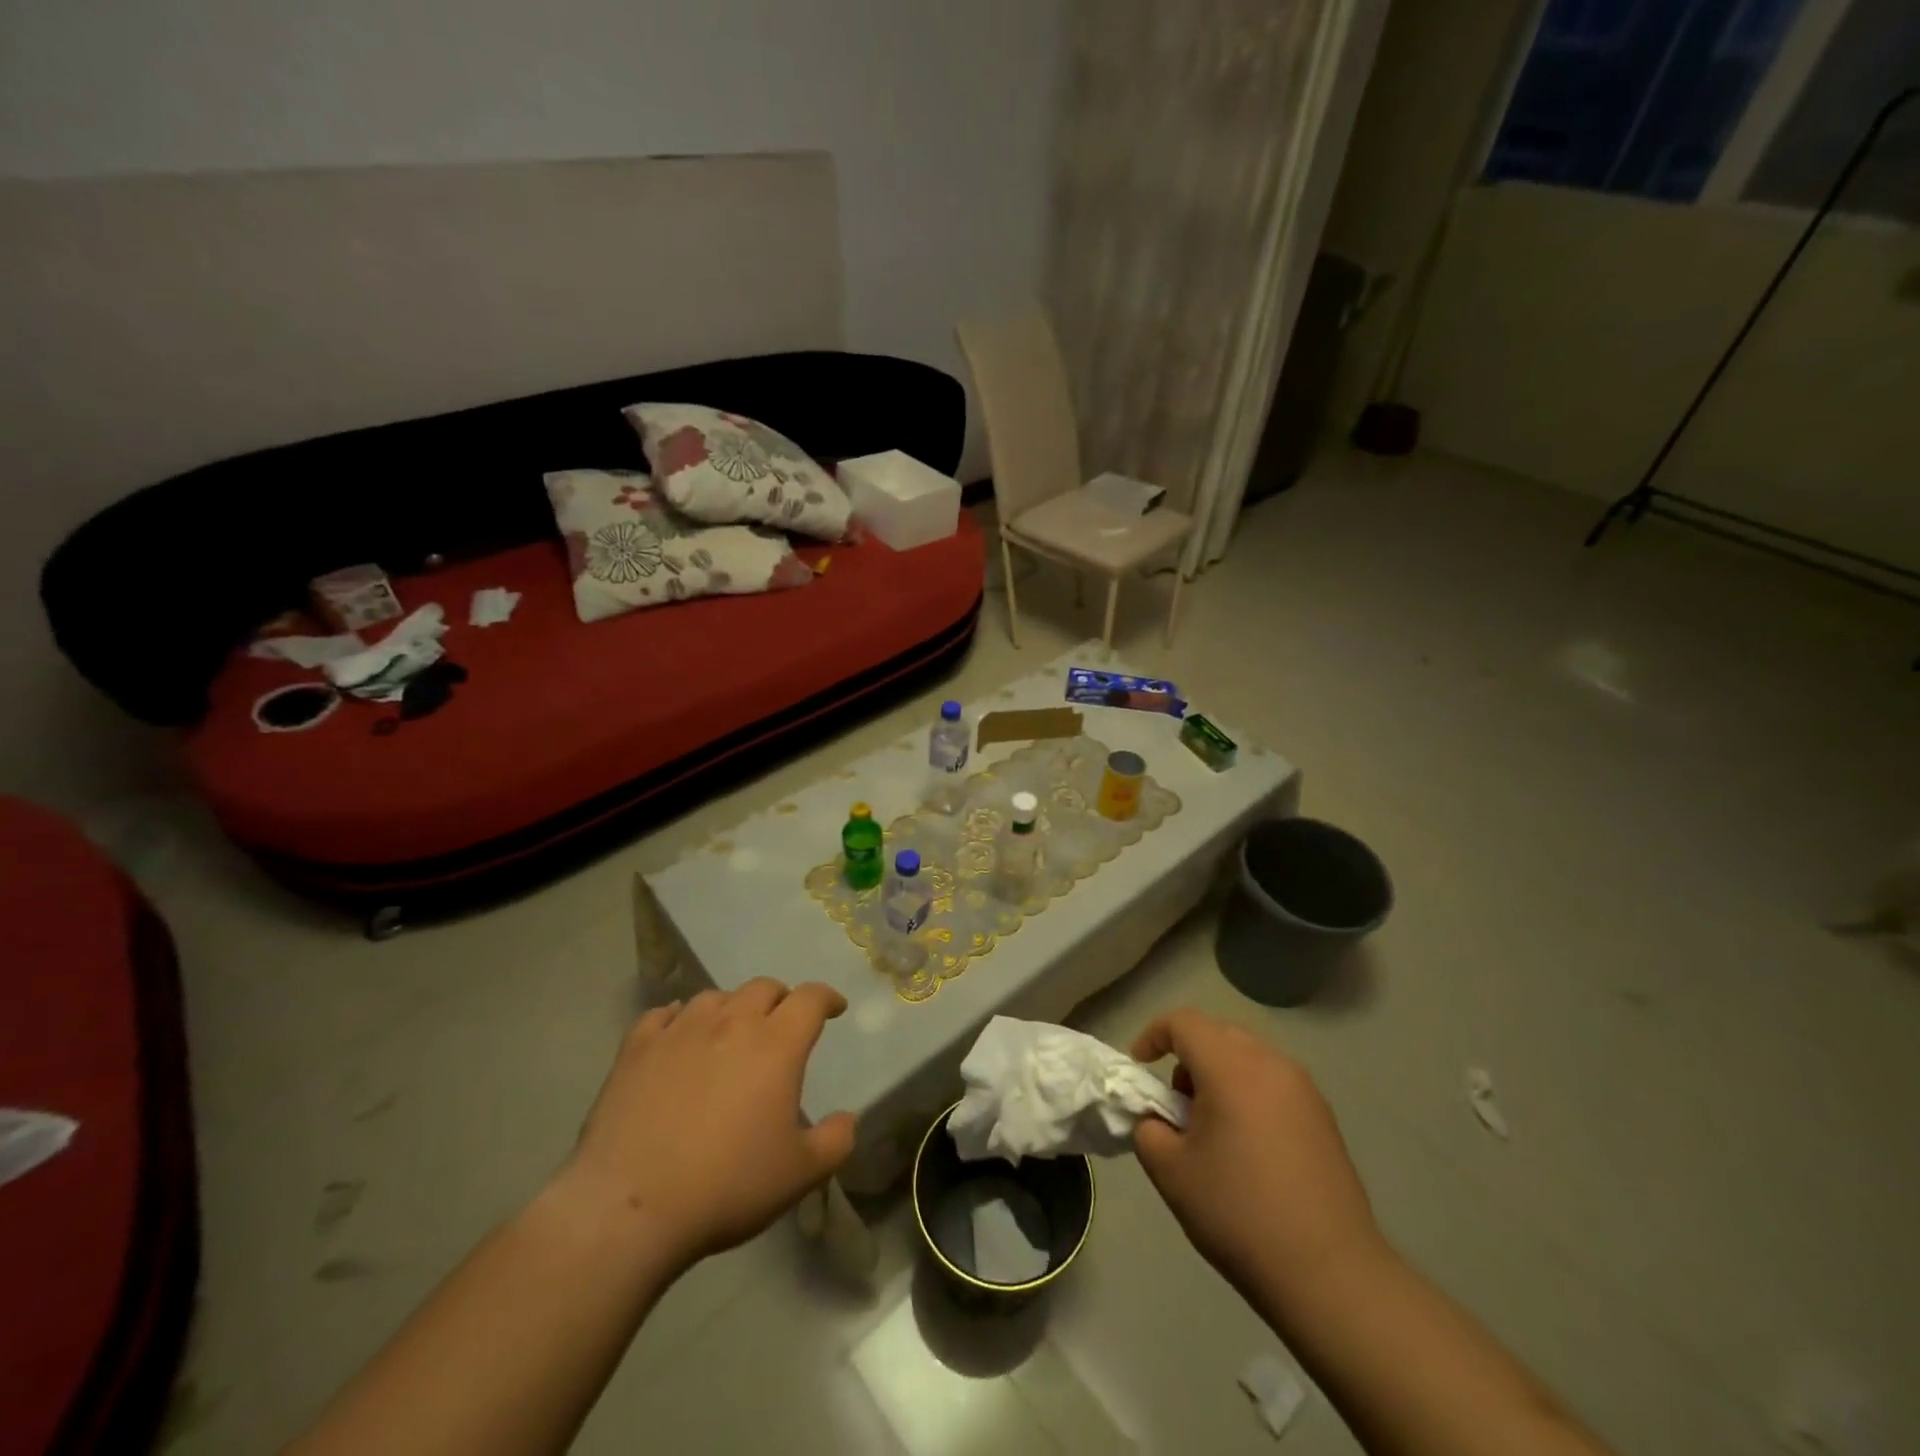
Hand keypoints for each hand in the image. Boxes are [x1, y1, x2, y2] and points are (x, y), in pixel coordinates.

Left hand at [557, 980, 857, 1271]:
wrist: (630, 1207)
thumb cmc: (727, 1186)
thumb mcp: (800, 1175)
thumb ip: (835, 1141)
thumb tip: (847, 1119)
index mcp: (777, 1044)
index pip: (810, 999)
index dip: (827, 998)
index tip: (834, 1009)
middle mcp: (732, 1023)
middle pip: (763, 987)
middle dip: (780, 1000)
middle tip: (782, 1025)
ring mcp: (680, 1030)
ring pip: (715, 997)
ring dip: (732, 1008)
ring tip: (731, 1033)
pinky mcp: (637, 1048)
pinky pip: (664, 1014)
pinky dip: (679, 1018)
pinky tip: (678, 1036)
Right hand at [1130, 1009, 1382, 1305]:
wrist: (1331, 1274)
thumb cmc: (1239, 1214)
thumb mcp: (1171, 1172)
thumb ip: (1148, 1128)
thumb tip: (1157, 1118)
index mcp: (1231, 1068)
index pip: (1184, 1022)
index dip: (1154, 1035)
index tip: (1140, 1067)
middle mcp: (1271, 1064)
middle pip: (1217, 1034)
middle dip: (1188, 1056)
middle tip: (1176, 1105)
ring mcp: (1303, 1089)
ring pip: (1248, 1057)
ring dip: (1219, 1075)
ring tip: (1212, 1129)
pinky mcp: (1324, 1117)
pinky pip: (1273, 1083)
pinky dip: (1249, 1094)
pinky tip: (1249, 1148)